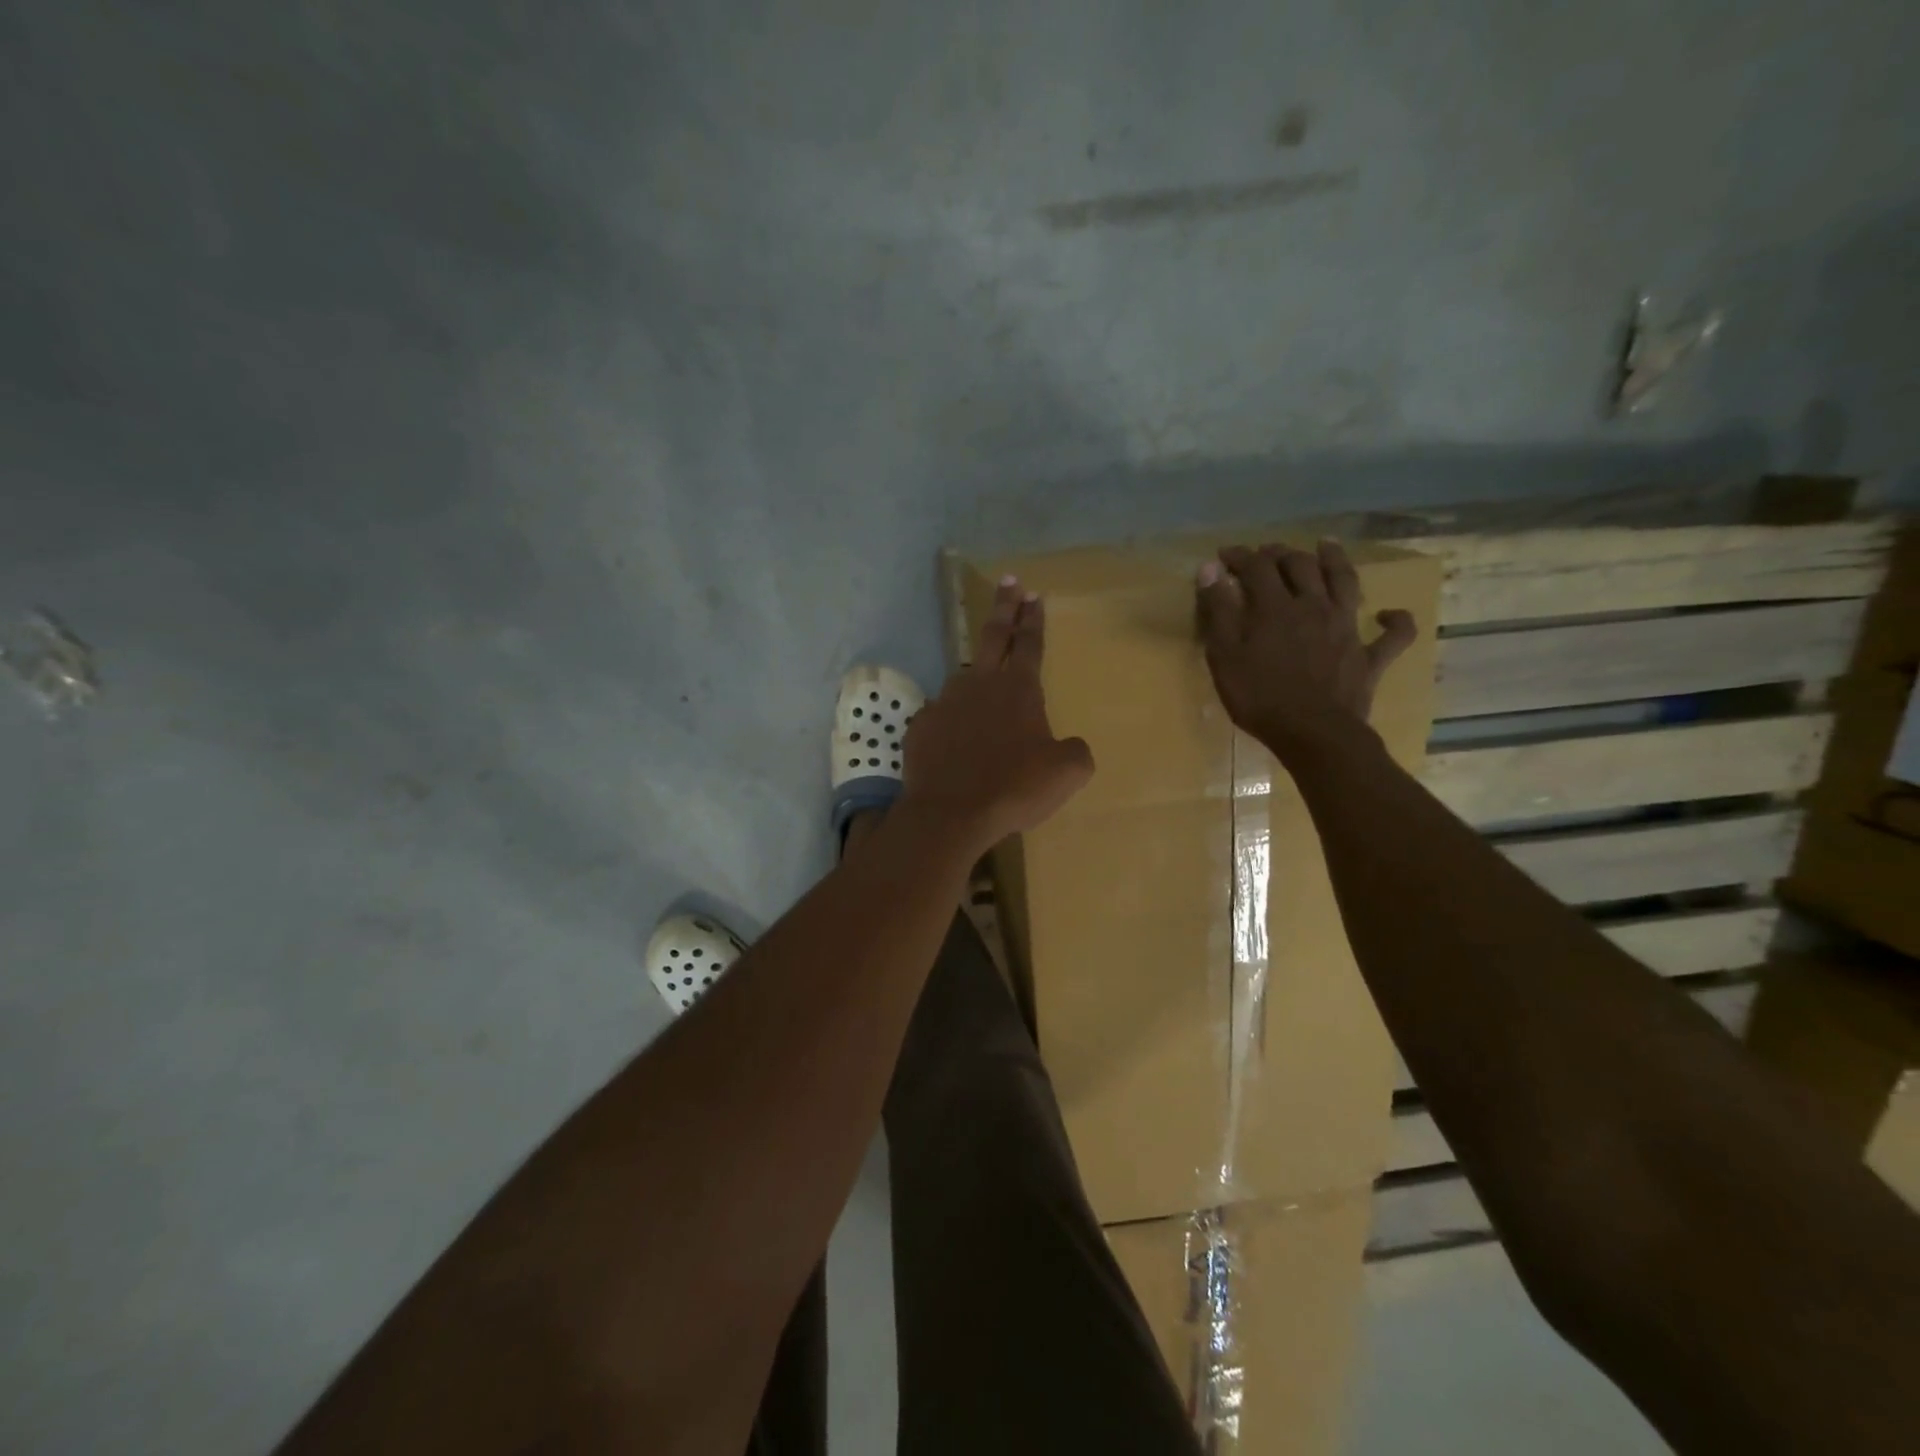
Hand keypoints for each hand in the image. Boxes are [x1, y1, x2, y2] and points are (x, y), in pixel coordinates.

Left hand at [900, 577, 1094, 853]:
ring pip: (964, 677)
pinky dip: (951, 720)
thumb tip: (1069, 746)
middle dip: (1005, 607)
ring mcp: (945, 702)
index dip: (1034, 619)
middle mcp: (980, 685)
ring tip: (983, 683)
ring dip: (977, 673)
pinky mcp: (921, 726)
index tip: (1034, 594)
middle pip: (994, 636)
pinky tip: (954, 737)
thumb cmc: (1015, 787)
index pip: (1030, 644)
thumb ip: (1074, 751)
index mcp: (1019, 689)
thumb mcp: (1067, 773)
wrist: (951, 813)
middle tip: (1009, 583)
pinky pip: (941, 715)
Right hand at [1196, 541, 1417, 760]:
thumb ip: (1218, 610)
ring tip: (1326, 546)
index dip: (1239, 556)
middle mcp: (1314, 606)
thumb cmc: (1260, 697)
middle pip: (1301, 567)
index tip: (1223, 555)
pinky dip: (1396, 621)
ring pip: (1346, 583)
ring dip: (1336, 560)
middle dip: (1281, 554)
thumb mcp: (1225, 655)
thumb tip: (1210, 568)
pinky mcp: (1369, 657)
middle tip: (1267, 553)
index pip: (1256, 567)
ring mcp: (1347, 629)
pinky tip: (1389, 614)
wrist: (1314, 733)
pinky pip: (1393, 635)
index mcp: (1275, 607)